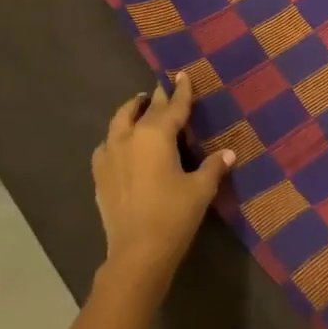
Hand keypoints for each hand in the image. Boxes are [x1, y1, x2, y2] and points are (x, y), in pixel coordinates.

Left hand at [90, 72, 232, 286]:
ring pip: (118, 123)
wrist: (137, 253)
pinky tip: (121, 144)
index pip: (172, 107)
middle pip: (144, 111)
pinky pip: (107, 145)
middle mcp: (129, 138)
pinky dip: (116, 137)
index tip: (183, 74)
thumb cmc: (174, 215)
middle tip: (164, 88)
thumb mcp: (200, 189)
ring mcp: (109, 156)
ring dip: (131, 112)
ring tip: (140, 108)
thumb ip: (213, 167)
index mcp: (155, 136)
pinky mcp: (99, 176)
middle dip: (156, 98)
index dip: (181, 91)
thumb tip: (228, 153)